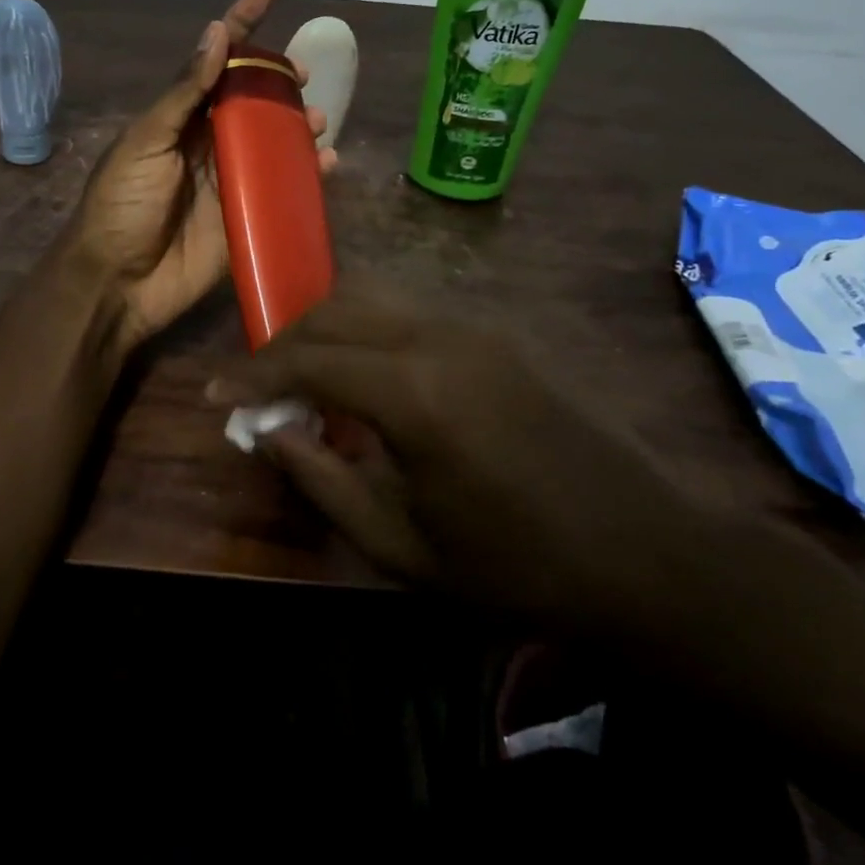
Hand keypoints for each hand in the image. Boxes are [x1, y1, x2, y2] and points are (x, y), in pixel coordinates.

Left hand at [73, 0, 336, 352]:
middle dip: (279, 78)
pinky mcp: (248, 216)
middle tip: (301, 74)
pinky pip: (285, 188)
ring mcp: (231, 178)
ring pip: (275, 139)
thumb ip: (183, 93)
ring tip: (315, 122)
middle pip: (254, 97)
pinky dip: (309, 174)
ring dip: (298, 124)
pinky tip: (326, 165)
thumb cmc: (122, 204)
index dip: (244, 20)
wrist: (118, 282)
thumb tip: (216, 32)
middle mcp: (209, 140)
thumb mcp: (145, 141)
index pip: (216, 59)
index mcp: (181, 116)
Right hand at [207, 284, 712, 637]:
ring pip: (372, 297)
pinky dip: (367, 330)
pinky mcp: (497, 330)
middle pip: (335, 310)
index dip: (253, 375)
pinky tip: (367, 377)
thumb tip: (267, 432)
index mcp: (415, 392)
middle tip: (259, 388)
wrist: (648, 553)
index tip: (215, 393)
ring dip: (326, 328)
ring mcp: (474, 325)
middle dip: (285, 344)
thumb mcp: (402, 546)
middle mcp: (439, 335)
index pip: (308, 359)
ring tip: (306, 378)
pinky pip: (410, 310)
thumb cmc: (518, 566)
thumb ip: (321, 480)